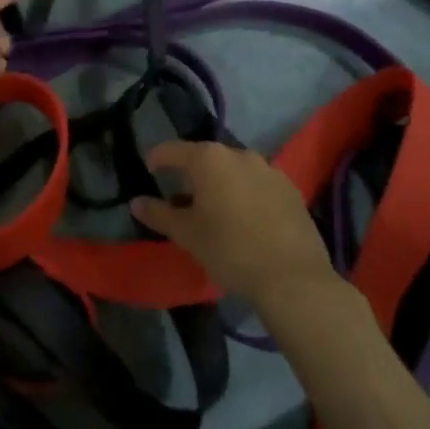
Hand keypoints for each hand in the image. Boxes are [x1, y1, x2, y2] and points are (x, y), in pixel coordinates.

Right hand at [131, 142, 337, 305]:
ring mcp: (269, 170)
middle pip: (206, 158)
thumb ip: (159, 213)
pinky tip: (245, 220)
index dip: (157, 158)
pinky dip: (245, 194)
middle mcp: (240, 154)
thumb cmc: (230, 249)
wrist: (293, 278)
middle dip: (192, 175)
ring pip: (234, 171)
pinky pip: (258, 185)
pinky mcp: (291, 190)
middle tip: (182, 200)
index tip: (148, 169)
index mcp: (209, 159)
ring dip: (221, 184)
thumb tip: (136, 201)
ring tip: (215, 211)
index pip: (173, 150)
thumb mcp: (186, 234)